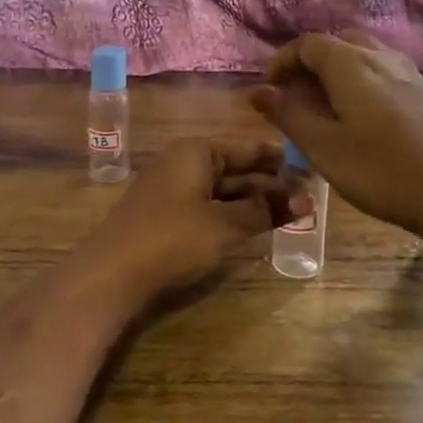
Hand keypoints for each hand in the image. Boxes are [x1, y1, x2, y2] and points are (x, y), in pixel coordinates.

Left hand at [81, 137, 293, 301]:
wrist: (111, 274)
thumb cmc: (173, 238)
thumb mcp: (225, 225)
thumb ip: (265, 210)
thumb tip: (307, 199)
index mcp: (197, 151)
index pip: (248, 148)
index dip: (280, 160)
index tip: (312, 168)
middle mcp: (183, 161)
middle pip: (235, 167)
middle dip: (269, 183)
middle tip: (308, 197)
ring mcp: (171, 188)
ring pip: (222, 189)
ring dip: (252, 201)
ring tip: (290, 213)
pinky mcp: (164, 214)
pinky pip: (207, 205)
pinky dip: (231, 213)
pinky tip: (253, 226)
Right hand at [251, 31, 422, 238]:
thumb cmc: (381, 170)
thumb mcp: (323, 147)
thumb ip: (288, 116)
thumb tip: (257, 91)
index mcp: (351, 63)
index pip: (308, 44)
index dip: (283, 60)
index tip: (269, 88)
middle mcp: (380, 57)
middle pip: (338, 43)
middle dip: (310, 63)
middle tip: (295, 95)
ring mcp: (408, 73)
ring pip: (364, 55)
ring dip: (337, 71)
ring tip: (325, 106)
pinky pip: (383, 72)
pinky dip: (361, 82)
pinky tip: (361, 116)